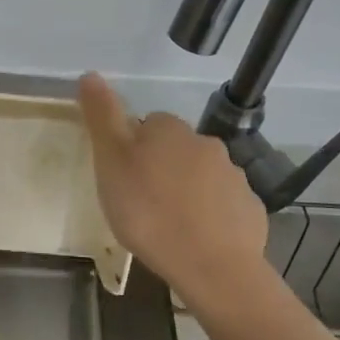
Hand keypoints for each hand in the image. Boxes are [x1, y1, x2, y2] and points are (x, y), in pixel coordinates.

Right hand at [77, 72, 268, 307]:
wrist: (211, 265)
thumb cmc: (148, 211)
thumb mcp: (110, 161)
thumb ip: (102, 117)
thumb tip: (90, 74)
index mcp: (170, 130)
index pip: (147, 124)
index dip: (132, 148)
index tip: (122, 175)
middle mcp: (206, 144)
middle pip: (176, 149)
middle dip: (161, 168)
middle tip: (140, 202)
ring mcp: (233, 177)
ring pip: (201, 176)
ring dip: (186, 191)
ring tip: (167, 224)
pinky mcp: (249, 209)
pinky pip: (222, 205)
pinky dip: (210, 216)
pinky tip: (195, 239)